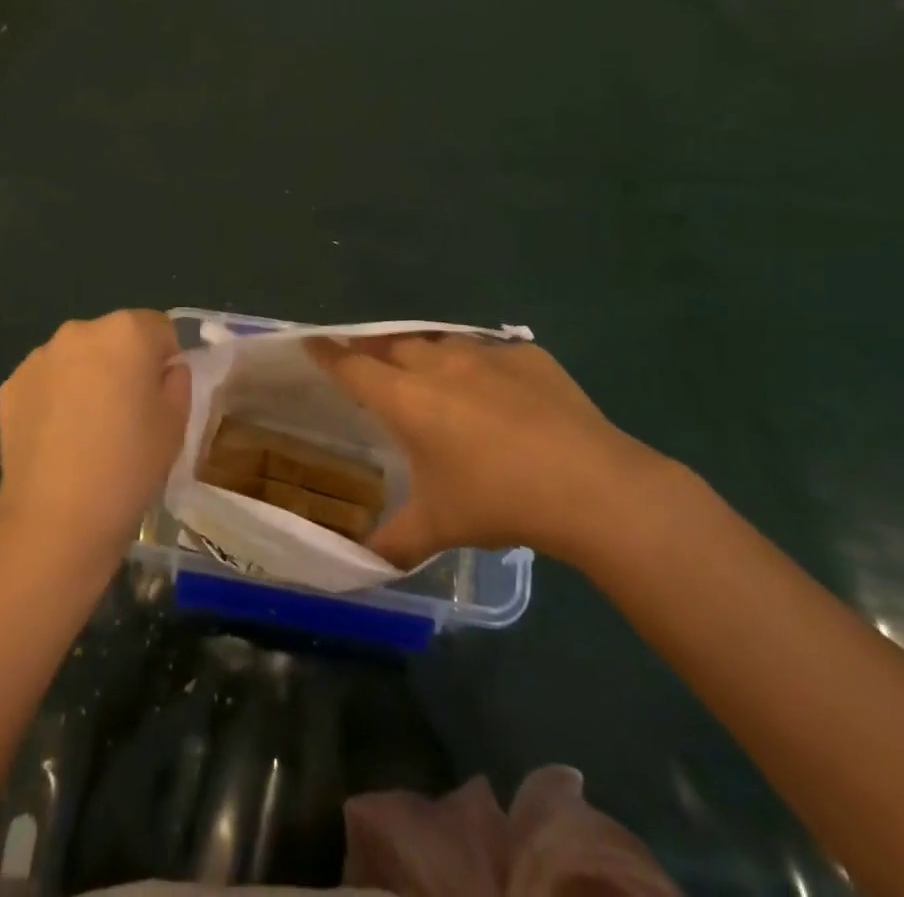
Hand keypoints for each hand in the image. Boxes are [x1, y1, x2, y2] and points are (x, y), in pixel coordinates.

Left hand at [0, 310, 190, 569]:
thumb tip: (163, 369)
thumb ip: (177, 380)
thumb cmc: (129, 465)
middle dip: (123, 363)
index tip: (161, 396)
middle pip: (114, 337)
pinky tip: (58, 439)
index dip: (165, 359)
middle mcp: (80, 330)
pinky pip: (46, 381)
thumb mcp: (176, 422)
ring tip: (88, 430)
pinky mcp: (10, 385)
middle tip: (126, 413)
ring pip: (77, 357)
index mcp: (127, 331)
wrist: (56, 518)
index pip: (159, 328)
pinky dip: (54, 398)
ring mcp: (40, 356)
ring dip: (87, 377)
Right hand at [307, 335, 672, 570]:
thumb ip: (393, 541)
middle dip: (373, 349)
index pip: (352, 365)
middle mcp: (438, 364)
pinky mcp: (527, 356)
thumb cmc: (499, 501)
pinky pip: (489, 351)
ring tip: (426, 372)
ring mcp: (485, 354)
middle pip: (391, 343)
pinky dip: (478, 365)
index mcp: (406, 399)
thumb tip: (363, 562)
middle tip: (369, 365)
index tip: (310, 342)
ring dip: (424, 352)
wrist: (592, 485)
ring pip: (439, 341)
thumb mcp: (439, 527)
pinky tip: (494, 390)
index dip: (327, 353)